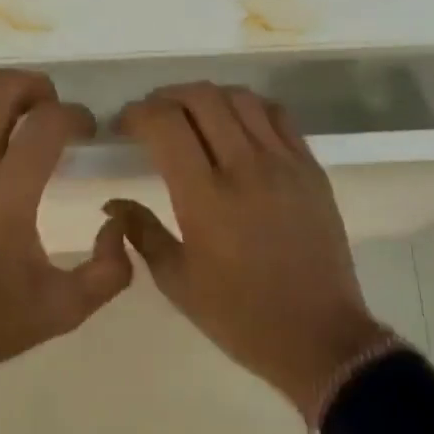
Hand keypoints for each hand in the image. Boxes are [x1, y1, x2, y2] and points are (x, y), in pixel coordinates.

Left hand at [0, 70, 132, 420]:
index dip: (78, 115)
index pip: (50, 121)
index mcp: (8, 194)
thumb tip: (119, 222)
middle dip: (40, 88)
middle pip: (5, 87)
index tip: (87, 131)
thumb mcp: (63, 311)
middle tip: (53, 113)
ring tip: (12, 113)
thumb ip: (110, 270)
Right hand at [109, 84, 390, 422]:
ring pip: (240, 98)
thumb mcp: (177, 282)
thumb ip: (140, 232)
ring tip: (191, 116)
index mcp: (206, 199)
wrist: (320, 337)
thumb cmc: (240, 317)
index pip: (165, 124)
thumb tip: (112, 204)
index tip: (124, 126)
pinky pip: (277, 115)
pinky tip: (235, 125)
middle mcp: (246, 168)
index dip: (137, 113)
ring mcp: (284, 163)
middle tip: (152, 116)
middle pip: (201, 97)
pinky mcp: (311, 168)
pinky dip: (248, 107)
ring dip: (207, 96)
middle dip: (166, 97)